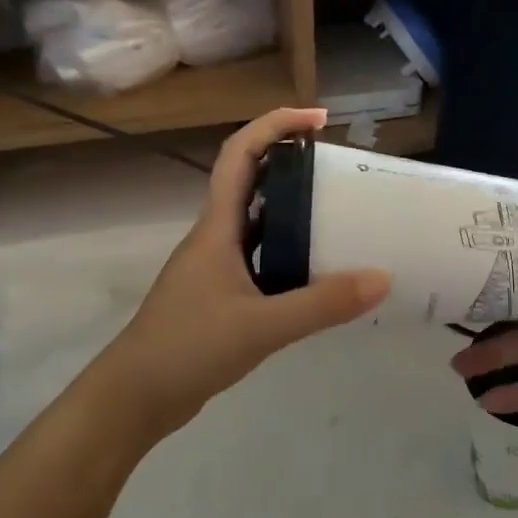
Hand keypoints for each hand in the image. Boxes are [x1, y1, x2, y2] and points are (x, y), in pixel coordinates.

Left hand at [102, 109, 389, 436]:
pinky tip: (320, 274)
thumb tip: (382, 278)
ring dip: (296, 214)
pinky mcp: (222, 297)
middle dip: (295, 167)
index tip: (319, 119)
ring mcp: (217, 269)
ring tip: (342, 216)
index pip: (241, 156)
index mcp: (217, 228)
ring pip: (261, 226)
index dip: (276, 126)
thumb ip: (322, 304)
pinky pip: (264, 261)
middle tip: (342, 172)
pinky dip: (292, 257)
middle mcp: (216, 239)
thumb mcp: (261, 326)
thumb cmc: (187, 348)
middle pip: (254, 184)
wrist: (135, 397)